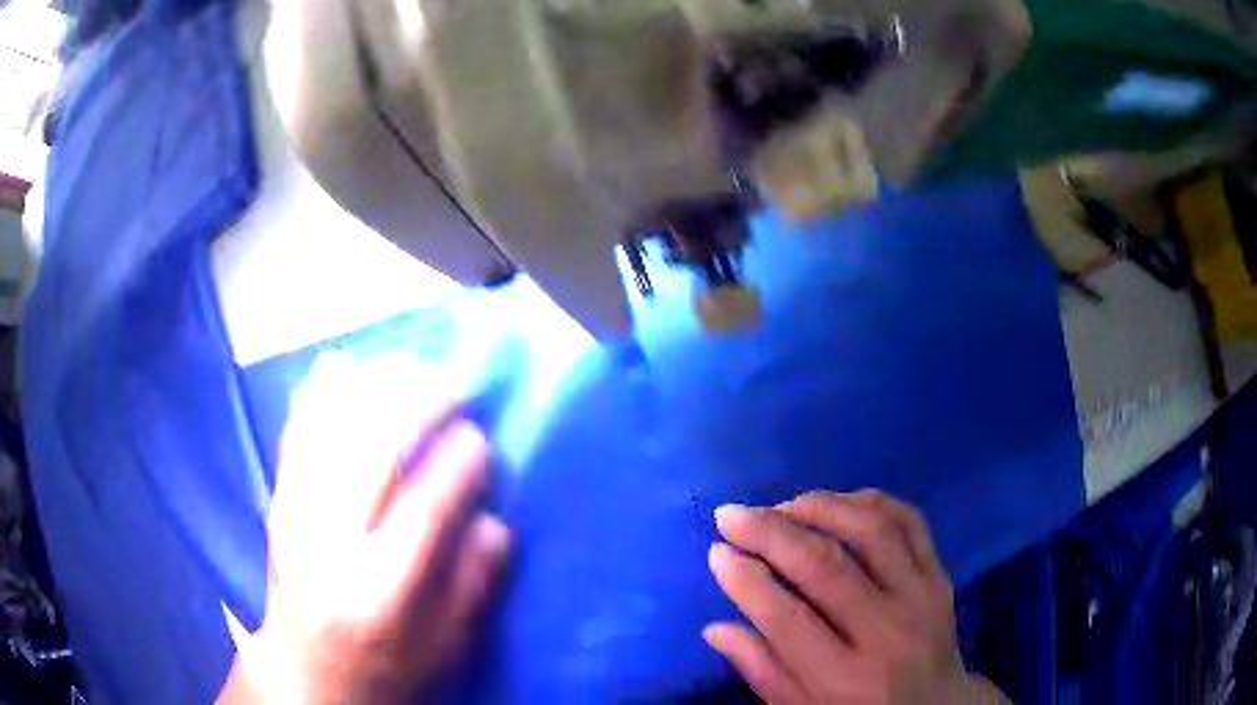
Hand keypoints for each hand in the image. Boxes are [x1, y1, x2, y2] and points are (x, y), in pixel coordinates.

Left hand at [219, 355, 509, 704]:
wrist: (305, 671)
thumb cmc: (383, 667)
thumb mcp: (443, 648)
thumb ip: (472, 586)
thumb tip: (494, 520)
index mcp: (379, 590)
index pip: (422, 510)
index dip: (457, 465)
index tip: (482, 438)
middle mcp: (328, 541)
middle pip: (371, 451)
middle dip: (418, 404)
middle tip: (455, 382)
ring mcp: (293, 513)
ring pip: (330, 428)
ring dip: (372, 385)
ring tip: (410, 363)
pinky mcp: (276, 499)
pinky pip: (295, 430)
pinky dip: (319, 391)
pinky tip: (342, 364)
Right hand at [704, 490, 1003, 703]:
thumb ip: (761, 670)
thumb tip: (715, 628)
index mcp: (843, 679)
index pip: (786, 620)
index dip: (746, 580)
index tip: (717, 551)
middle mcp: (886, 633)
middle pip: (825, 567)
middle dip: (770, 532)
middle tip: (732, 514)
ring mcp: (921, 597)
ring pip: (871, 531)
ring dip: (820, 506)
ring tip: (783, 505)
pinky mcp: (940, 575)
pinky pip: (909, 521)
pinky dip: (871, 502)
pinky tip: (838, 503)